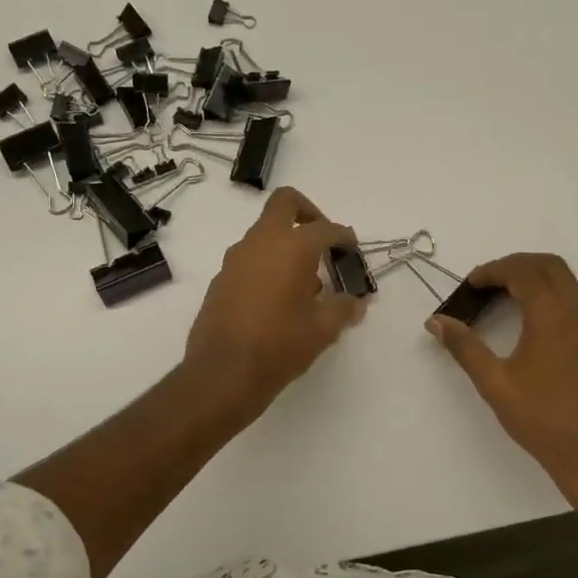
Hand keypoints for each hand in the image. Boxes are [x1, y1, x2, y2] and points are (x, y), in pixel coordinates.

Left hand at [184, 187, 367, 420]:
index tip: (352, 252)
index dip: (344, 237)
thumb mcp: (323, 329)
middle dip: (308, 213)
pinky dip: (267, 267)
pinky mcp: (220, 280)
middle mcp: (260, 243)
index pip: (325, 229)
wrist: (223, 373)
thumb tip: (356, 302)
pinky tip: (278, 301)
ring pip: (264, 234)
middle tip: (322, 242)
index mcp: (291, 247)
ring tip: (305, 284)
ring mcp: (235, 260)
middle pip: (285, 204)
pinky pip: (249, 260)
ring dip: (286, 246)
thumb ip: (344, 308)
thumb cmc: (280, 345)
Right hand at [427, 253, 577, 508]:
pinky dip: (552, 294)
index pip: (524, 272)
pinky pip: (577, 299)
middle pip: (550, 266)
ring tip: (505, 297)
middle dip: (516, 265)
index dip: (493, 270)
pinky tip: (532, 320)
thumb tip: (436, 321)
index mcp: (553, 316)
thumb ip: (465, 347)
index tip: (469, 285)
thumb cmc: (540, 418)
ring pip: (568, 280)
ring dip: (536, 277)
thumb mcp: (494, 383)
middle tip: (485, 284)